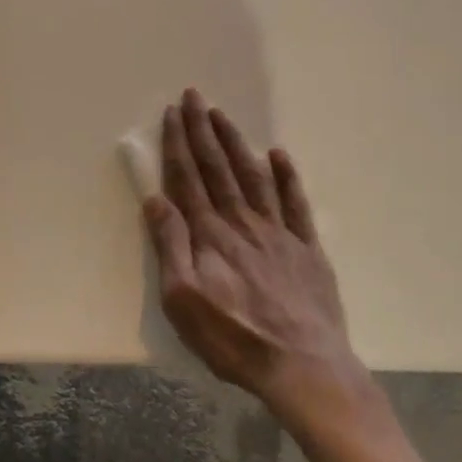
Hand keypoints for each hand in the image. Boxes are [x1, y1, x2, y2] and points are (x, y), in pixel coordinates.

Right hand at [144, 90, 364, 428]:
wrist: (302, 365)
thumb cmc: (234, 338)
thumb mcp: (183, 300)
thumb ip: (170, 246)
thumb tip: (155, 199)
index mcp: (210, 234)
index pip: (188, 178)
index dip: (178, 143)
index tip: (172, 113)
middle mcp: (242, 221)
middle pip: (218, 167)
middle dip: (203, 130)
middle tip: (194, 96)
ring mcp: (278, 231)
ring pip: (254, 175)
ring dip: (236, 143)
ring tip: (223, 116)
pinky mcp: (306, 247)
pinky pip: (296, 203)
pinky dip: (287, 176)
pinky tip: (279, 155)